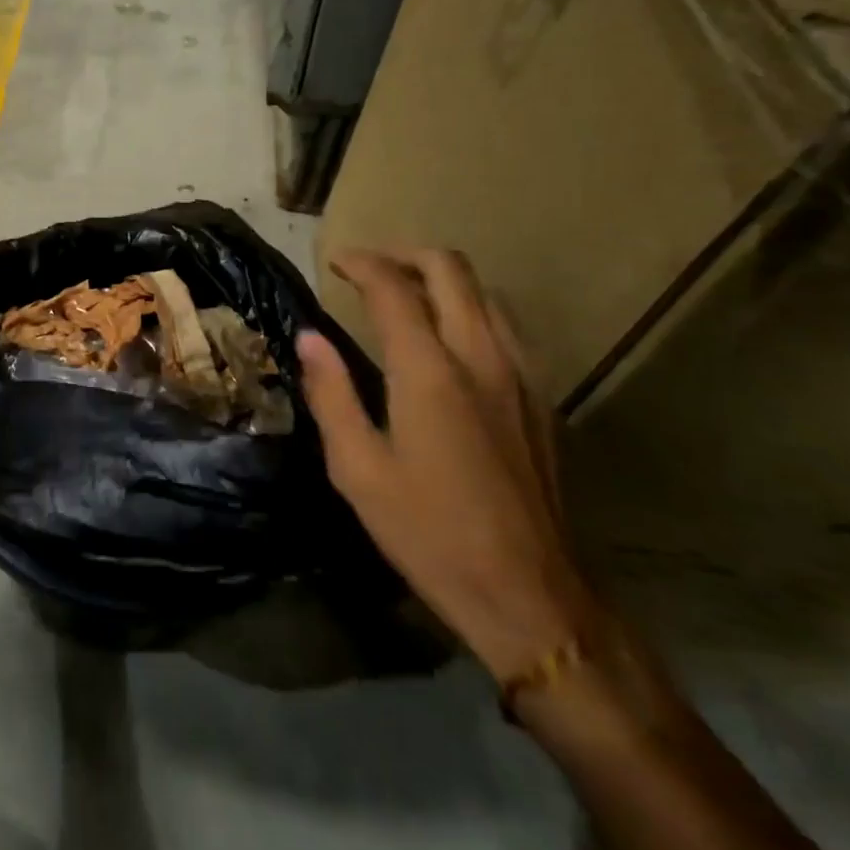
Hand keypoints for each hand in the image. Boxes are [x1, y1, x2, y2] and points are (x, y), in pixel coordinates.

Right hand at [296, 247, 597, 680]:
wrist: (529, 596)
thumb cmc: (429, 534)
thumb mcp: (358, 469)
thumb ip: (331, 394)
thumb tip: (309, 337)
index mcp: (429, 372)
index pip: (393, 288)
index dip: (361, 264)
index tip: (335, 262)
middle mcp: (480, 357)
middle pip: (449, 269)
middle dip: (404, 254)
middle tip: (368, 266)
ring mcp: (520, 375)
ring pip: (485, 291)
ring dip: (441, 277)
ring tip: (405, 293)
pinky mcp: (540, 398)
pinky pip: (506, 325)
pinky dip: (470, 307)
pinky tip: (450, 338)